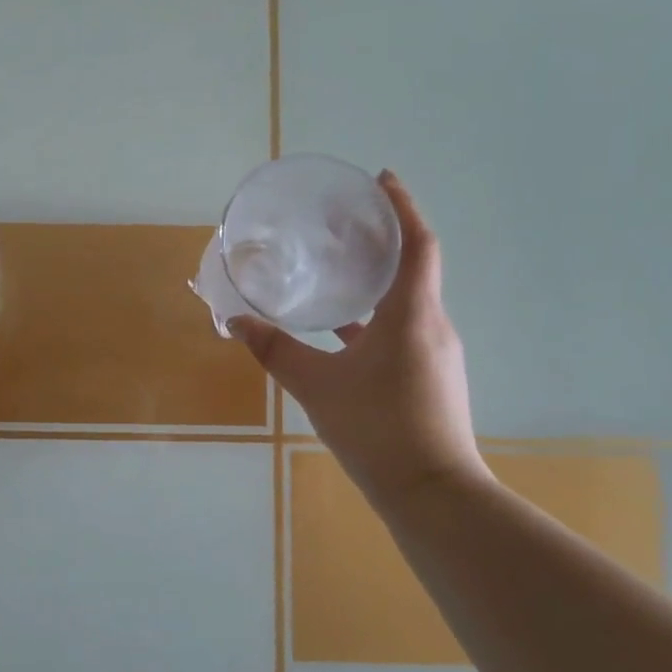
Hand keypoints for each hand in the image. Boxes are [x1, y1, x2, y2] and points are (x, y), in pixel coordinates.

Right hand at [232, 170, 488, 514]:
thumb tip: (235, 321)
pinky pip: (403, 330)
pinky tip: (344, 332)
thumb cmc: (376, 427)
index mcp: (412, 314)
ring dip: (378, 280)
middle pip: (413, 267)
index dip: (402, 207)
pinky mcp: (430, 377)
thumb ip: (275, 350)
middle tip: (344, 224)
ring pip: (408, 301)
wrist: (431, 491)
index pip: (417, 244)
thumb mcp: (316, 385)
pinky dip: (376, 317)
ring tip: (339, 269)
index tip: (381, 179)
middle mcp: (432, 325)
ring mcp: (435, 353)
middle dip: (383, 240)